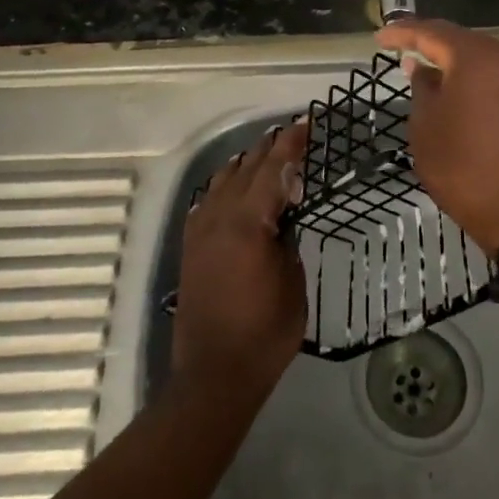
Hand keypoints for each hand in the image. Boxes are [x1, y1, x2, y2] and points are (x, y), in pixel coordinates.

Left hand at [172, 121, 308, 402]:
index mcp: (248, 223)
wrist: (213, 375)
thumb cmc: (264, 333)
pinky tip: (234, 187)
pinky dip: (225, 186)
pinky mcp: (191, 246)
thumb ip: (286, 240)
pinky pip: (208, 201)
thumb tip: (282, 218)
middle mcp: (219, 217)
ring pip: (223, 180)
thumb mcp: (291, 283)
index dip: (291, 144)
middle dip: (270, 148)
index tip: (307, 124)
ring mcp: (200, 231)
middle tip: (292, 134)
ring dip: (246, 164)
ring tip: (266, 153)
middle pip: (247, 168)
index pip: (273, 170)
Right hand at [373, 20, 498, 256]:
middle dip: (432, 47)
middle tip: (402, 52)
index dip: (404, 33)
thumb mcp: (427, 129)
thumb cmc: (466, 169)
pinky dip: (478, 82)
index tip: (380, 37)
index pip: (433, 33)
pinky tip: (460, 94)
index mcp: (479, 57)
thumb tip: (421, 68)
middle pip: (463, 42)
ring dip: (457, 66)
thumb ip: (422, 89)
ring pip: (485, 60)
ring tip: (428, 73)